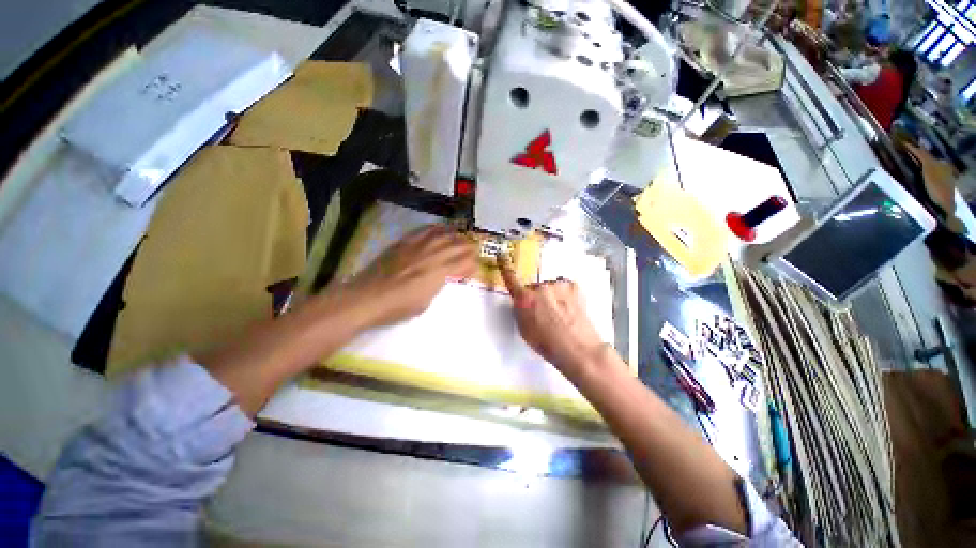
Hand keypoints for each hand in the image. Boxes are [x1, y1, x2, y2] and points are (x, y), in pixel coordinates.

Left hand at [345, 225, 476, 327]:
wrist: (367, 297)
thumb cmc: (397, 307)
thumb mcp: (425, 302)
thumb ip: (437, 286)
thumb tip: (441, 277)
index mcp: (439, 273)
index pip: (465, 263)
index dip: (473, 265)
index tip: (474, 269)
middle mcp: (432, 255)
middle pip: (458, 245)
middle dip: (470, 248)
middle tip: (473, 252)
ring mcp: (418, 246)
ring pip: (444, 234)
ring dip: (457, 236)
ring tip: (461, 239)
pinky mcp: (404, 242)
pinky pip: (425, 230)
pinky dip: (437, 229)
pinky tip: (441, 230)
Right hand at [498, 257, 608, 380]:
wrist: (579, 349)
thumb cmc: (547, 344)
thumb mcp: (524, 330)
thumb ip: (520, 311)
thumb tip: (522, 302)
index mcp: (525, 299)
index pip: (511, 278)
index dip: (505, 266)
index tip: (502, 255)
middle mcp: (540, 287)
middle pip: (534, 287)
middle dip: (537, 297)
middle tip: (546, 313)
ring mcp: (558, 284)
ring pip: (550, 287)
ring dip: (552, 296)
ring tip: (561, 313)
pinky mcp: (573, 285)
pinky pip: (563, 287)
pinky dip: (564, 295)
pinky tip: (569, 308)